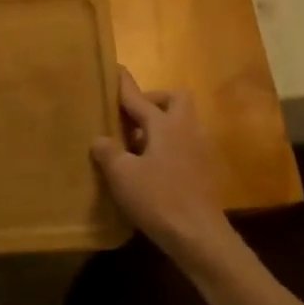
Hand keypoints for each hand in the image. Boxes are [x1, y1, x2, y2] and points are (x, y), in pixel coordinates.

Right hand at [91, 69, 239, 264]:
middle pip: (174, 100)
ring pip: (180, 123)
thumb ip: (109, 152)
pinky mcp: (203, 170)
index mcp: (164, 125)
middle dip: (154, 101)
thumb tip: (100, 139)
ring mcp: (199, 149)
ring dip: (160, 126)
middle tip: (131, 117)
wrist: (199, 236)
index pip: (139, 97)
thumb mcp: (122, 175)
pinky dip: (167, 147)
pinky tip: (150, 168)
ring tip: (135, 146)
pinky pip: (183, 145)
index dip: (125, 85)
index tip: (116, 69)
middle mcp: (185, 129)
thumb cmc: (159, 199)